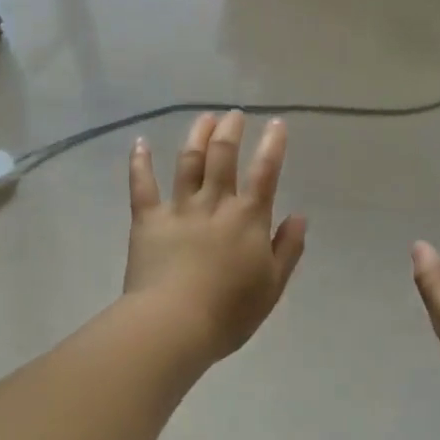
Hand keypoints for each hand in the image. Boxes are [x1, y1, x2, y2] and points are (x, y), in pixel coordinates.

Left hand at [124, 112, 307, 367]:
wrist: (174, 324)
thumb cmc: (229, 311)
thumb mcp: (273, 286)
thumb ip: (288, 248)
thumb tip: (300, 216)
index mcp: (248, 218)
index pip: (265, 172)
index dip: (273, 145)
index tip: (277, 123)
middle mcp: (214, 203)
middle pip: (222, 156)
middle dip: (230, 130)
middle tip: (234, 115)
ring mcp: (179, 208)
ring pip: (188, 161)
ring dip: (197, 135)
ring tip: (204, 117)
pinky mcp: (148, 220)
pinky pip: (142, 185)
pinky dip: (140, 162)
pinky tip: (140, 142)